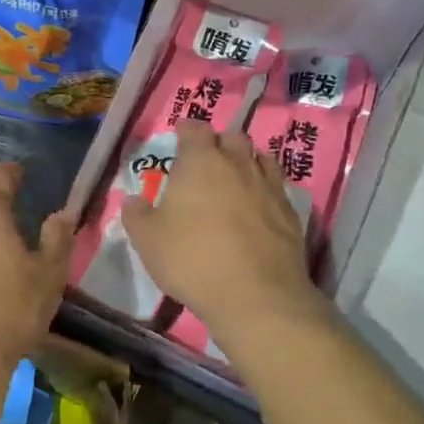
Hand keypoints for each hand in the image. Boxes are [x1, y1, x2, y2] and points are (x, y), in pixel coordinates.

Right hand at [122, 121, 324, 345]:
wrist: (256, 295)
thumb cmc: (192, 259)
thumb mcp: (148, 240)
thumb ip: (136, 215)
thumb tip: (132, 200)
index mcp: (200, 161)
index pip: (195, 128)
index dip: (187, 130)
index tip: (180, 137)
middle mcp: (237, 163)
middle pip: (232, 137)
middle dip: (219, 143)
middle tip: (207, 161)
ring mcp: (268, 185)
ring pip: (260, 158)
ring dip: (247, 162)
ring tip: (236, 179)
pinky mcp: (290, 211)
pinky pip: (278, 187)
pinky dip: (267, 189)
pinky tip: (259, 207)